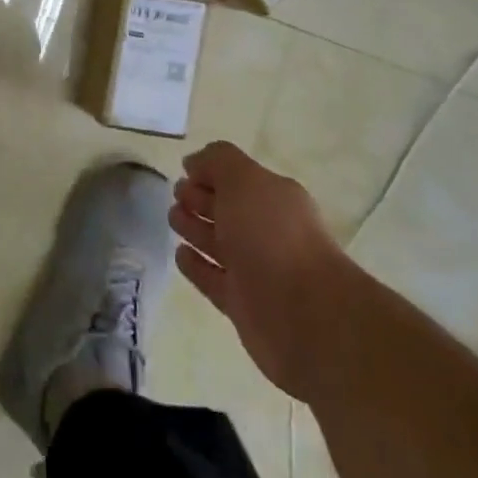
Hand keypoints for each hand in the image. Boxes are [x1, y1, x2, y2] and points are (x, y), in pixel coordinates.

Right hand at [169, 140, 344, 401]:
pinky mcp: (243, 304)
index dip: (210, 172)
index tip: (183, 172)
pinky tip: (179, 254)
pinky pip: (213, 278)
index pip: (237, 178)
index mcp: (274, 198)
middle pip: (228, 210)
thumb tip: (194, 161)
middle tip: (176, 195)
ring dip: (195, 229)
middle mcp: (267, 231)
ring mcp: (256, 269)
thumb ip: (217, 161)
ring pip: (219, 244)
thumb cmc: (272, 236)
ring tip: (172, 219)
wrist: (304, 315)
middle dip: (200, 199)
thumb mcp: (244, 180)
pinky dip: (196, 266)